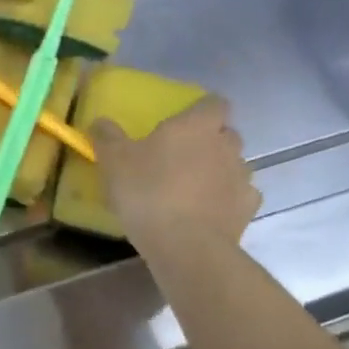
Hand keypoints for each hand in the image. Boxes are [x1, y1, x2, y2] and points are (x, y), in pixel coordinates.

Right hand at [90, 96, 260, 252]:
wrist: (185, 245)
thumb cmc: (147, 191)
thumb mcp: (114, 161)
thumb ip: (107, 137)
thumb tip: (101, 122)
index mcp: (197, 126)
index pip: (214, 103)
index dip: (201, 110)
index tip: (184, 121)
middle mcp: (226, 145)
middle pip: (226, 133)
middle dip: (209, 140)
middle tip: (181, 156)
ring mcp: (242, 177)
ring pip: (234, 165)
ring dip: (218, 170)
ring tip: (192, 188)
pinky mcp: (247, 208)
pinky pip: (239, 195)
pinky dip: (226, 199)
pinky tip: (207, 211)